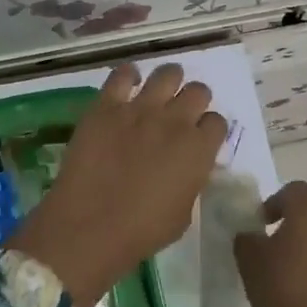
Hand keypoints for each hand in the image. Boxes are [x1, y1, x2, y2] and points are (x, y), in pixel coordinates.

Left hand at [9, 64, 227, 306]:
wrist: (89, 227)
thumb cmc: (141, 232)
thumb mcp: (183, 214)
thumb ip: (191, 182)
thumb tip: (188, 168)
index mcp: (199, 150)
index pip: (217, 123)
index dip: (209, 129)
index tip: (199, 137)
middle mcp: (175, 121)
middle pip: (198, 92)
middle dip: (194, 100)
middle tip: (181, 113)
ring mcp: (139, 109)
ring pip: (167, 74)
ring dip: (169, 80)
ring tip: (161, 90)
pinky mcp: (106, 106)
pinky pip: (122, 75)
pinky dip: (129, 75)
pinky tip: (128, 82)